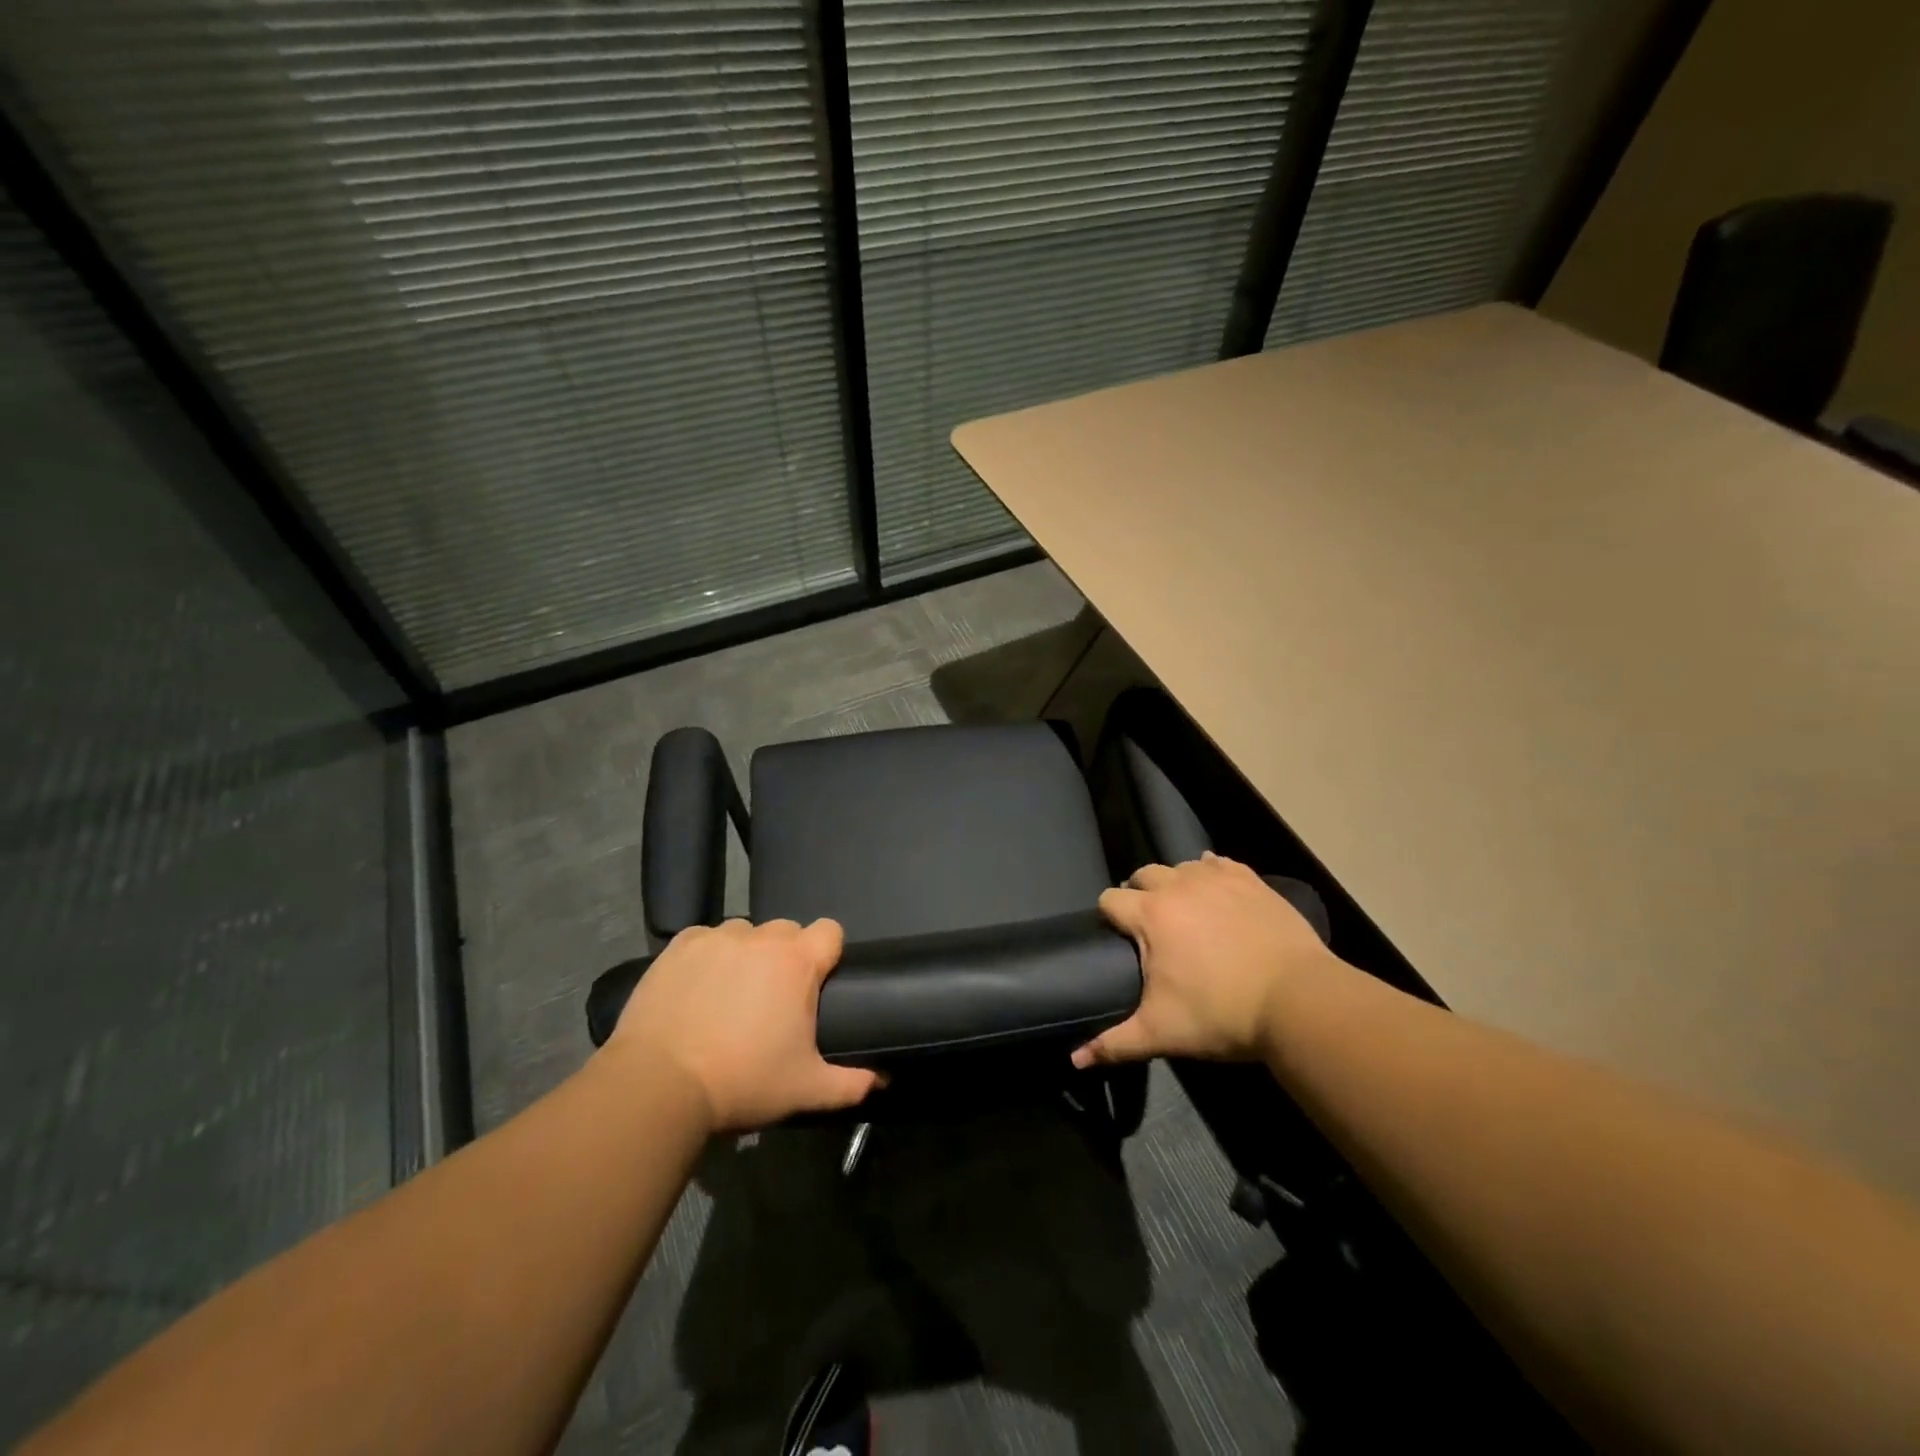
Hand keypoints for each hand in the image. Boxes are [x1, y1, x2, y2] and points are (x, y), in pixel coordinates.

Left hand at [604, 919, 880, 1131]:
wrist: (659, 1084)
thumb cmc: (743, 1081)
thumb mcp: (806, 1089)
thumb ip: (852, 1083)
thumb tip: (883, 1079)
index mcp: (798, 961)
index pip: (831, 931)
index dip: (829, 953)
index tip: (818, 983)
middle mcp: (761, 937)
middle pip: (788, 931)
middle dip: (787, 957)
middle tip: (773, 1000)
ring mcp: (717, 937)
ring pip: (745, 933)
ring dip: (746, 955)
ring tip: (731, 995)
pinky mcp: (679, 946)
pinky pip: (705, 939)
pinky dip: (707, 956)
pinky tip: (697, 989)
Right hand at [1073, 854, 1338, 1066]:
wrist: (1299, 1001)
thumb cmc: (1222, 1014)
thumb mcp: (1162, 1033)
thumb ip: (1114, 1043)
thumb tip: (1075, 1060)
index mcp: (1150, 915)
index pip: (1110, 899)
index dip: (1109, 917)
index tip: (1119, 939)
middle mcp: (1178, 886)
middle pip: (1143, 874)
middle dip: (1140, 894)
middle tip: (1152, 928)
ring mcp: (1217, 878)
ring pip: (1181, 867)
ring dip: (1176, 884)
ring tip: (1186, 912)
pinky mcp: (1250, 880)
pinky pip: (1218, 863)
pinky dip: (1211, 873)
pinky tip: (1217, 892)